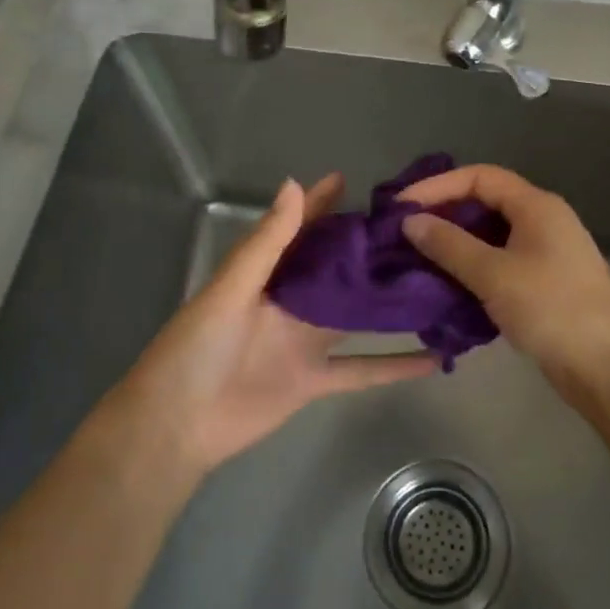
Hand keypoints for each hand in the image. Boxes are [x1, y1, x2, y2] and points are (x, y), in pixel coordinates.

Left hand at [127, 174, 435, 470]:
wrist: (176, 426)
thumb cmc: (195, 349)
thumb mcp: (230, 290)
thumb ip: (267, 242)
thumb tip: (294, 184)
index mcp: (265, 276)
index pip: (299, 230)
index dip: (320, 205)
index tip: (352, 182)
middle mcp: (290, 303)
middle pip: (335, 270)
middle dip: (367, 250)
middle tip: (414, 230)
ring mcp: (305, 342)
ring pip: (356, 314)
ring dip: (388, 301)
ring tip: (433, 281)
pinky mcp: (315, 381)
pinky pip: (361, 370)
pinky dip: (394, 366)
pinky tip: (433, 357)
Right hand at [400, 164, 609, 405]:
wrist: (607, 367)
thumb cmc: (551, 310)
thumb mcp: (493, 274)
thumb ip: (449, 245)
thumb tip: (411, 221)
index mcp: (537, 206)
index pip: (480, 177)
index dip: (438, 186)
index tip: (401, 206)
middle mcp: (544, 220)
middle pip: (486, 202)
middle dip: (444, 213)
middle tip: (405, 232)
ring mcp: (548, 252)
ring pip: (492, 234)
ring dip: (456, 242)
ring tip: (419, 257)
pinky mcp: (546, 282)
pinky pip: (501, 260)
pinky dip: (473, 266)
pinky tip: (449, 283)